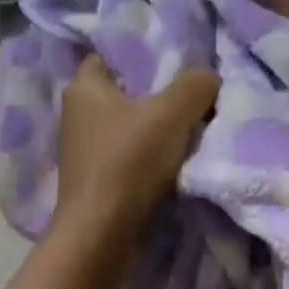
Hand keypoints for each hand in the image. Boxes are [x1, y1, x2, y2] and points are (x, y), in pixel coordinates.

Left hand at [53, 55, 219, 245]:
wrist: (102, 235)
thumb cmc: (129, 162)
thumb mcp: (172, 113)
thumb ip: (196, 85)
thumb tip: (210, 79)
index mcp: (84, 87)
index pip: (112, 54)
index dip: (144, 53)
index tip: (178, 60)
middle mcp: (77, 114)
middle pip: (128, 91)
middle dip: (160, 93)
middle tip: (196, 93)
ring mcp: (86, 149)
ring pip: (132, 125)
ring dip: (160, 127)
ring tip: (196, 126)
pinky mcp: (97, 179)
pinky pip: (131, 154)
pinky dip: (153, 155)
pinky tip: (179, 159)